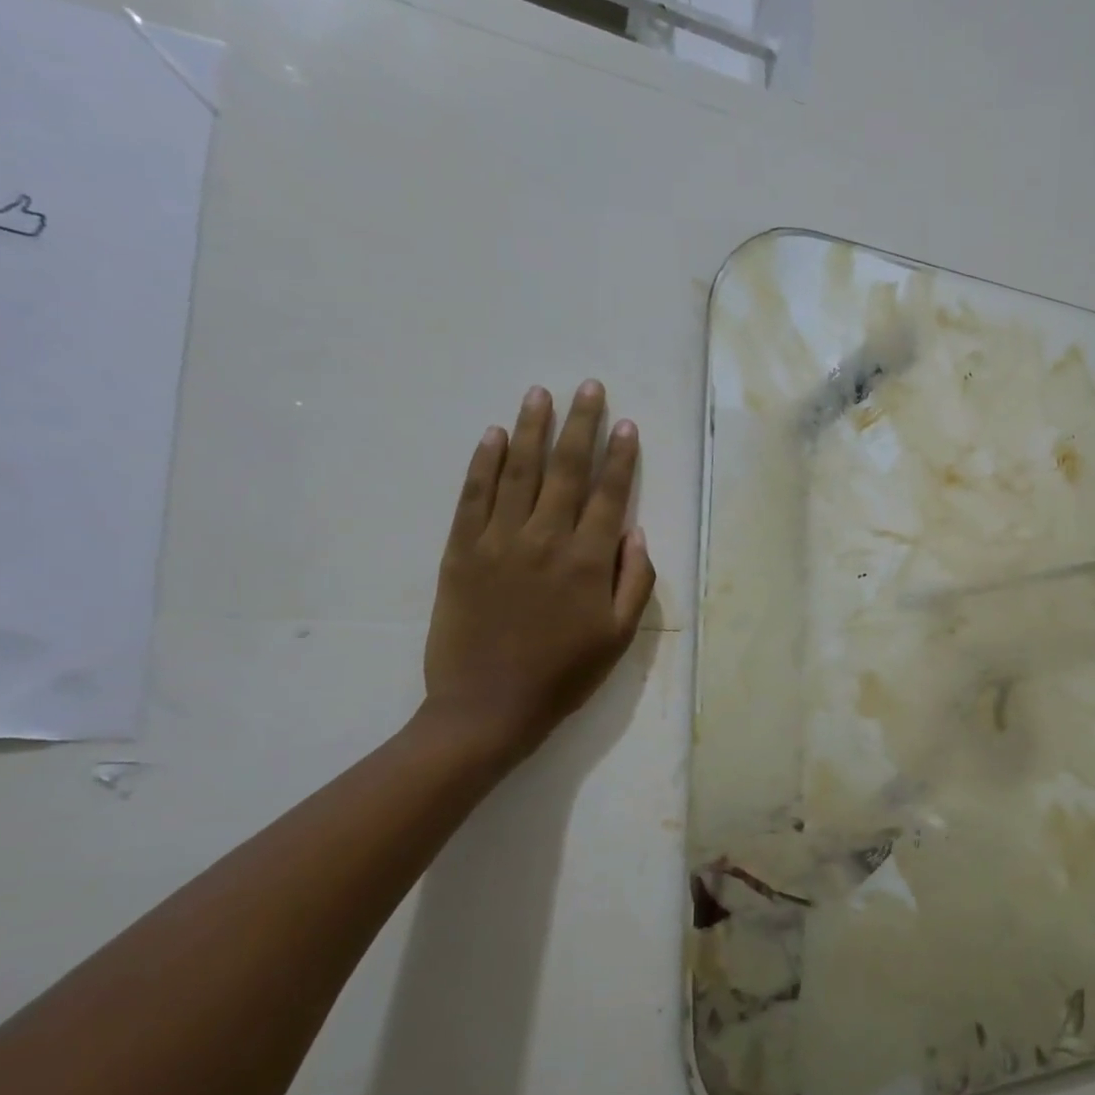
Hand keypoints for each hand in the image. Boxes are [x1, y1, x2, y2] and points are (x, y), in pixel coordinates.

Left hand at [422, 381, 655, 762]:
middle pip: (567, 470)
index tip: (626, 423)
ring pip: (520, 472)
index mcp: (589, 561)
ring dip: (533, 429)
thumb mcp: (619, 636)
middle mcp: (546, 539)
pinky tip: (494, 435)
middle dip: (581, 425)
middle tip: (588, 386)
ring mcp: (498, 541)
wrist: (487, 708)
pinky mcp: (460, 551)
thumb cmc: (565, 675)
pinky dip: (484, 463)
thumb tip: (635, 531)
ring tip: (541, 393)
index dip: (620, 456)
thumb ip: (635, 579)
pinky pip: (473, 497)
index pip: (610, 494)